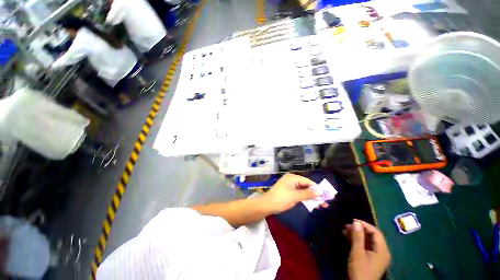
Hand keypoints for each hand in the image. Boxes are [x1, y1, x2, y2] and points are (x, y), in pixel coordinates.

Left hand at [262, 173, 326, 213]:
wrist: (267, 205)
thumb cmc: (280, 199)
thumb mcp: (295, 196)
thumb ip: (308, 193)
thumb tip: (320, 191)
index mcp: (292, 178)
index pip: (308, 181)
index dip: (317, 188)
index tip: (327, 196)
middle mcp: (291, 179)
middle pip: (306, 186)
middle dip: (315, 194)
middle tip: (325, 202)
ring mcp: (290, 185)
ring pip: (303, 190)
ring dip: (311, 197)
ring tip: (321, 205)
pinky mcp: (288, 191)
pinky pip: (299, 193)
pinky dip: (305, 198)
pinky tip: (312, 204)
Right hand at [344, 220, 390, 279]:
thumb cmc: (360, 269)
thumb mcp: (357, 252)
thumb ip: (358, 237)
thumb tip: (356, 222)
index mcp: (382, 250)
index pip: (376, 232)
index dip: (365, 225)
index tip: (353, 220)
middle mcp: (382, 252)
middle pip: (372, 236)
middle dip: (359, 229)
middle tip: (347, 225)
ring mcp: (376, 256)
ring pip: (367, 241)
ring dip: (357, 235)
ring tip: (345, 230)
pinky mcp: (371, 259)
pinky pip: (365, 246)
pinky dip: (357, 241)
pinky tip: (348, 237)